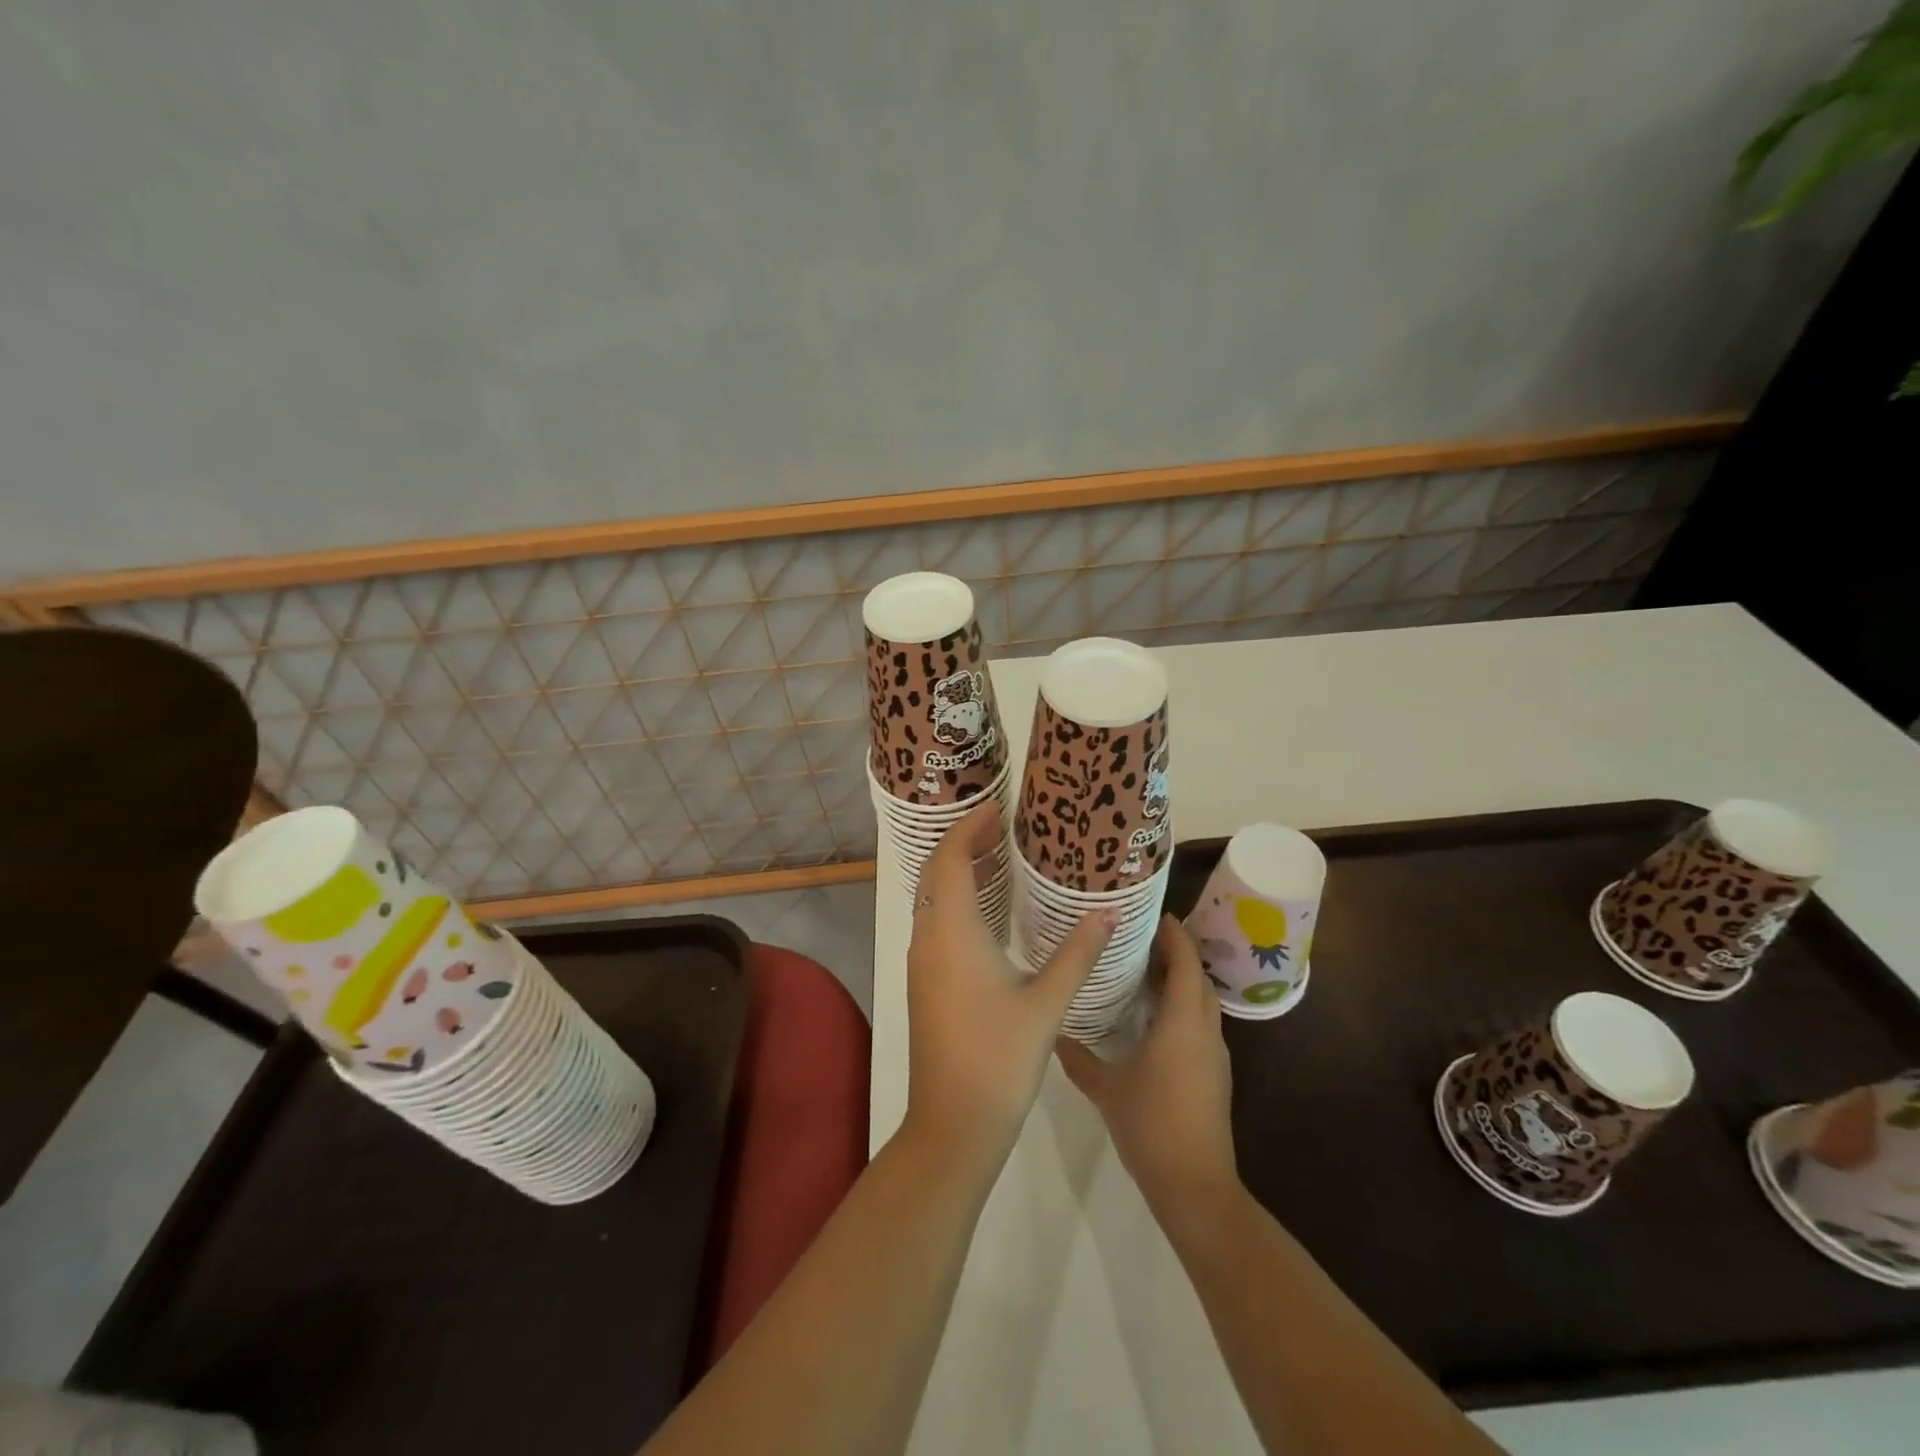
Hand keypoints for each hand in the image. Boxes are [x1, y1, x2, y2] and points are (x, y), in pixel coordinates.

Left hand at [904, 803, 1116, 1173]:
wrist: (952, 1125)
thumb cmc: (999, 1059)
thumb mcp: (1046, 1003)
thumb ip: (1078, 953)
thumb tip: (1109, 912)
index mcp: (952, 933)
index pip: (950, 860)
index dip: (968, 828)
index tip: (998, 809)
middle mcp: (929, 939)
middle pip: (936, 873)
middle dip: (963, 842)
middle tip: (1002, 826)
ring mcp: (923, 962)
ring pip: (931, 898)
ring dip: (956, 871)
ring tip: (998, 856)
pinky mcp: (925, 982)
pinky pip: (935, 921)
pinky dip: (955, 899)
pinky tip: (988, 910)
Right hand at [1055, 916, 1237, 1215]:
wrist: (1195, 1187)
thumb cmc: (1151, 1126)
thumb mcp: (1106, 1089)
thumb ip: (1078, 1058)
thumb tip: (1052, 1033)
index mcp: (1181, 1024)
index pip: (1185, 963)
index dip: (1174, 935)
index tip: (1154, 913)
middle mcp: (1204, 1031)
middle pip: (1198, 978)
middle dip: (1176, 953)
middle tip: (1140, 938)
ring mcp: (1214, 1054)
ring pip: (1202, 1002)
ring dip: (1181, 980)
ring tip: (1143, 970)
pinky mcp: (1215, 1074)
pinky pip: (1201, 1023)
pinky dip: (1183, 1006)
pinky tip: (1153, 1017)